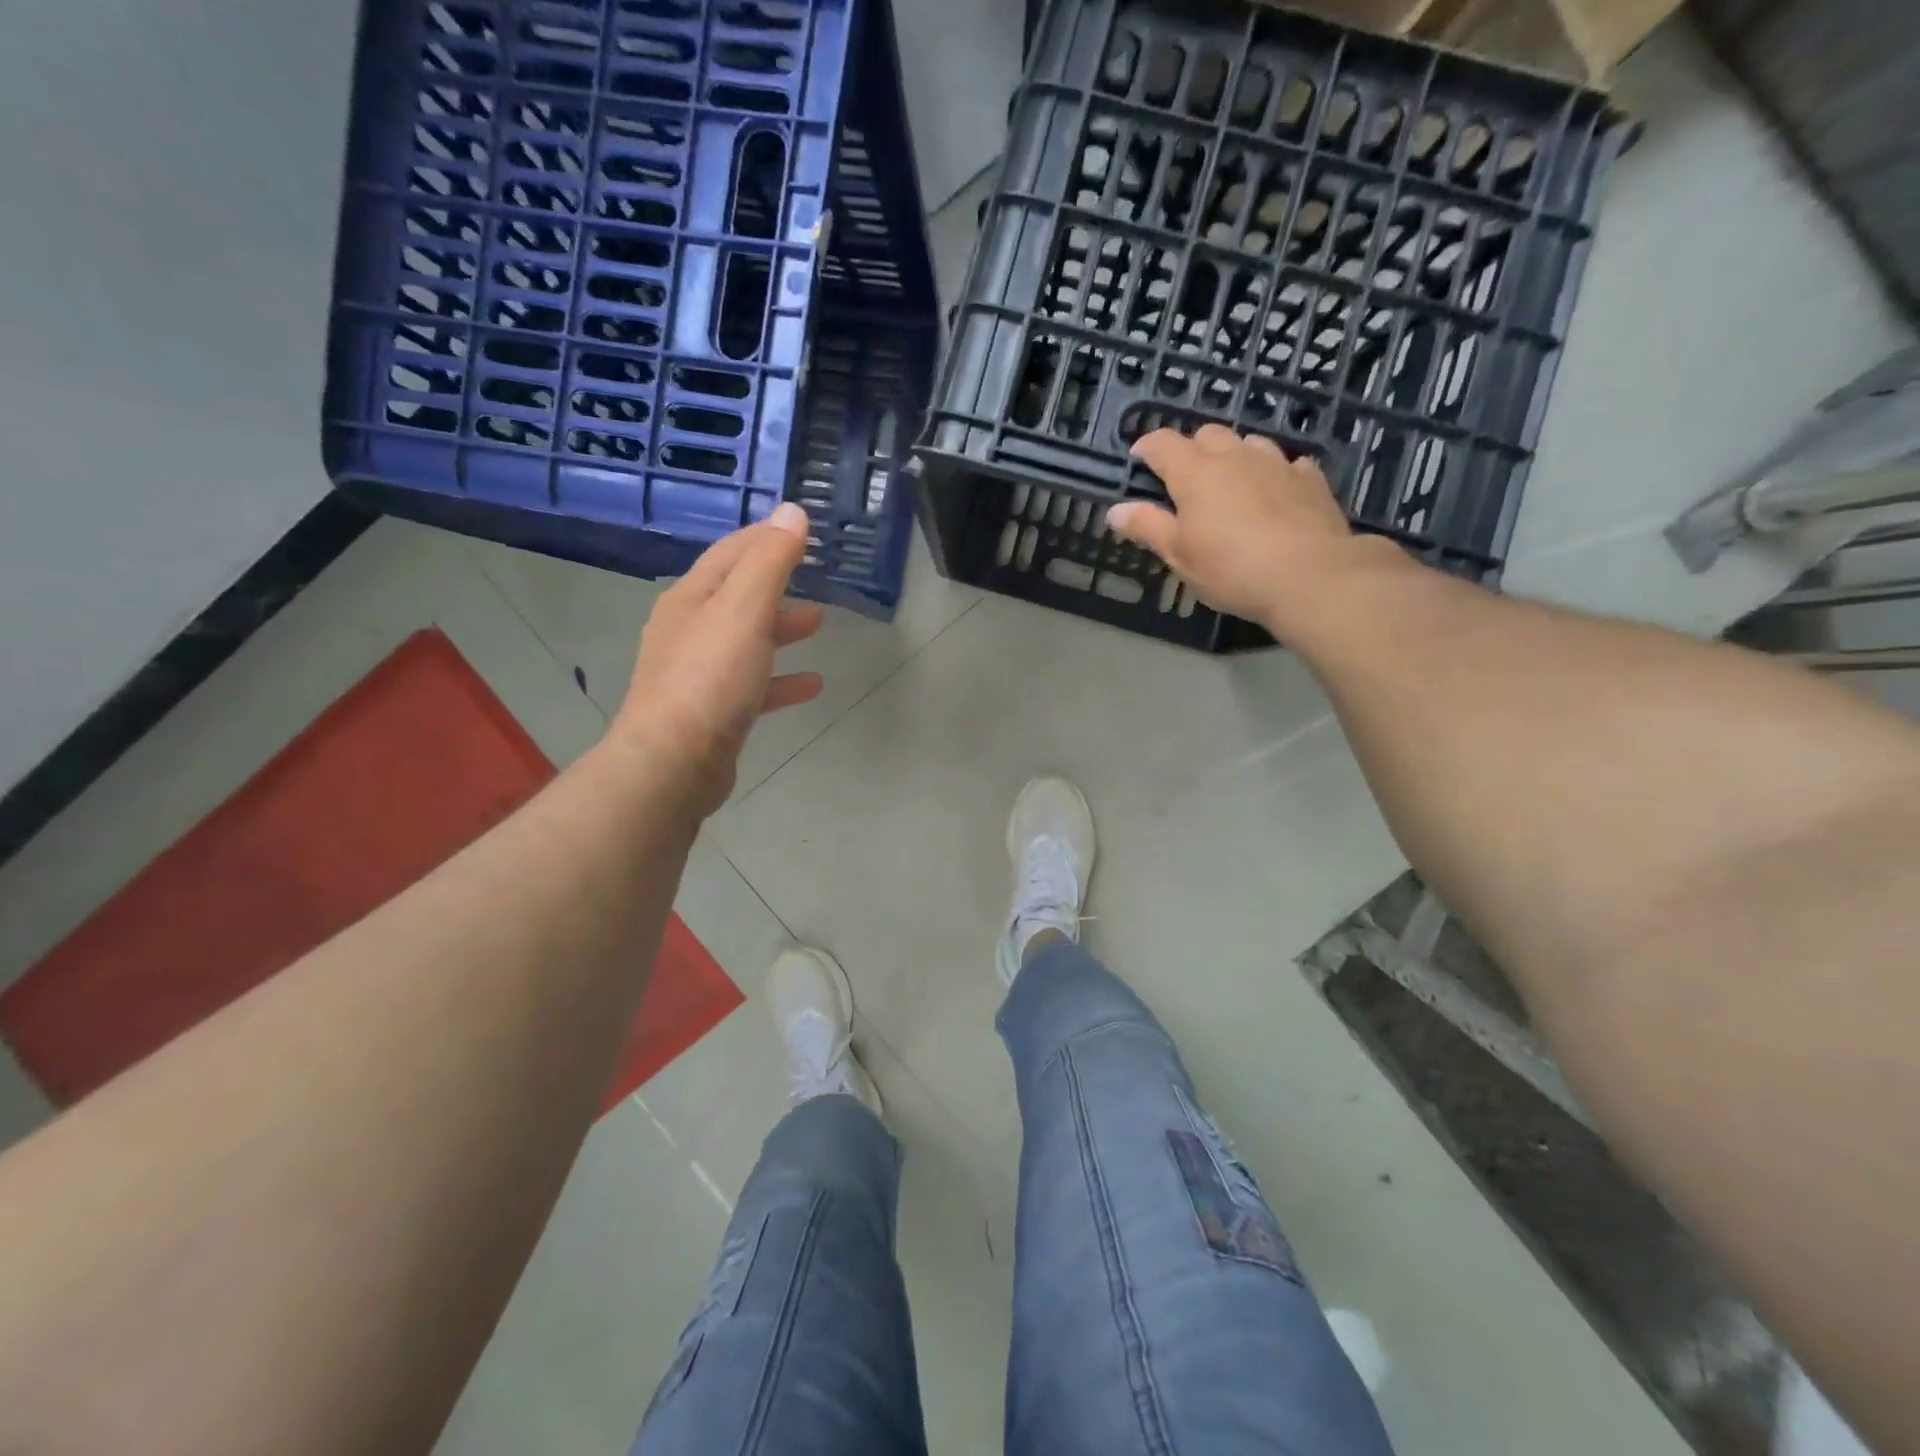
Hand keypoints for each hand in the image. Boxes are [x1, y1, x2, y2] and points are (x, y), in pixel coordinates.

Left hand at [613, 503, 825, 815]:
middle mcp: (688, 630)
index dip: (766, 537)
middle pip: (737, 595)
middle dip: (776, 583)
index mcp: (691, 598)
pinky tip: (811, 684)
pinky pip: (753, 684)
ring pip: (746, 639)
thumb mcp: (744, 610)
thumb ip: (769, 561)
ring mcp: (697, 673)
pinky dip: (781, 678)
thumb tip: (791, 512)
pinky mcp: (712, 712)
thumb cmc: (710, 678)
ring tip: (818, 624)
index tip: (800, 530)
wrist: (674, 762)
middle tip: (814, 577)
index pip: (731, 552)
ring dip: (781, 628)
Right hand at [1107, 425, 1395, 633]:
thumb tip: (1115, 510)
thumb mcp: (1179, 555)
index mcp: (1195, 473)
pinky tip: (1274, 494)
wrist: (1310, 575)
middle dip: (1191, 449)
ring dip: (1233, 457)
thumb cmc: (1231, 568)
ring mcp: (1277, 462)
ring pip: (1248, 444)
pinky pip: (1286, 463)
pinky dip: (1272, 473)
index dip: (1147, 447)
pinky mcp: (1310, 478)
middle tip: (1185, 480)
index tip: (1138, 460)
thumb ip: (1147, 527)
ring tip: (1230, 485)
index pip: (1163, 443)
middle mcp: (1235, 456)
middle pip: (1207, 434)